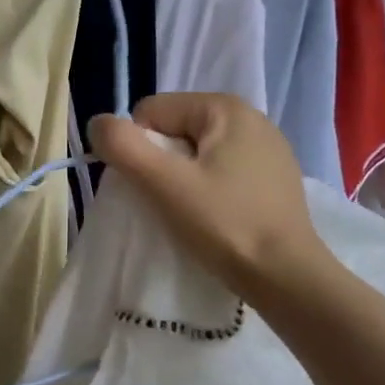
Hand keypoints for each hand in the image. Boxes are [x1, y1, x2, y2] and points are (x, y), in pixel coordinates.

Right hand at [89, 93, 331, 298]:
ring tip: (192, 214)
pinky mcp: (274, 179)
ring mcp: (267, 149)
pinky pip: (222, 172)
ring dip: (182, 180)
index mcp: (225, 107)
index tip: (155, 187)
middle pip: (174, 131)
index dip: (139, 149)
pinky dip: (208, 191)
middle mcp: (251, 117)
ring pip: (197, 154)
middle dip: (161, 164)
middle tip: (171, 203)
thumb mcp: (164, 183)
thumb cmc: (224, 224)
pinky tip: (216, 218)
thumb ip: (123, 146)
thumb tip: (98, 124)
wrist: (287, 277)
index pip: (152, 112)